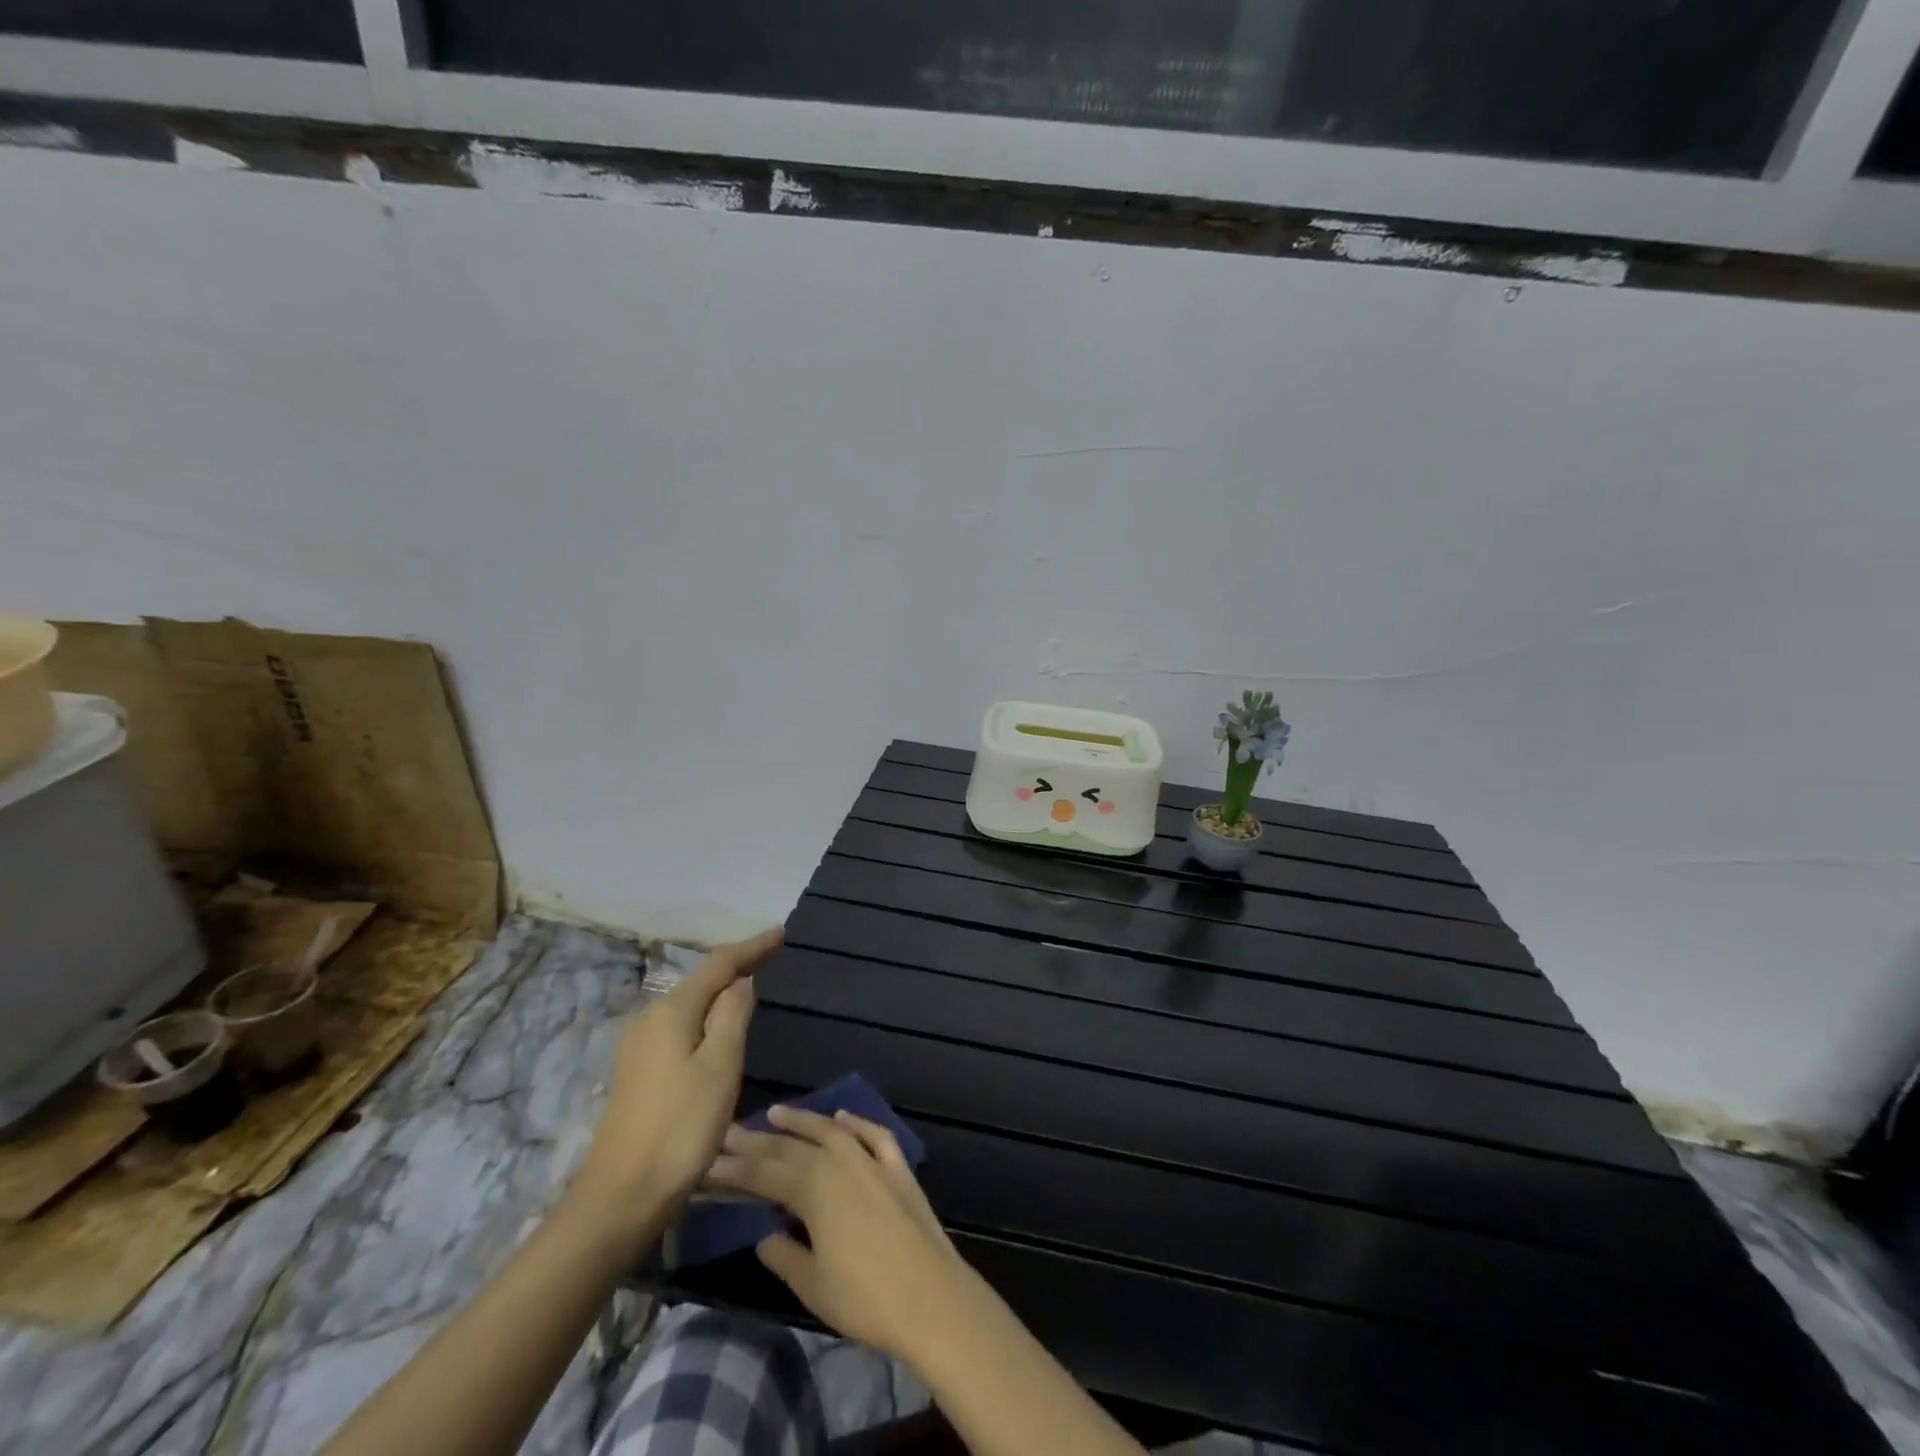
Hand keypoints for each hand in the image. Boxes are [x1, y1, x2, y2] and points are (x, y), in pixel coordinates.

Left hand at [568, 928, 783, 1248]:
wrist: (621, 1197)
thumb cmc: (681, 1127)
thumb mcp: (720, 1066)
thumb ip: (733, 1015)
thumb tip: (741, 981)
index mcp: (671, 1011)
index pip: (719, 964)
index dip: (752, 947)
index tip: (781, 933)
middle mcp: (650, 1019)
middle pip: (701, 980)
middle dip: (736, 965)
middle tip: (770, 954)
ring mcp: (639, 1047)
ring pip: (690, 1004)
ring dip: (721, 991)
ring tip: (750, 982)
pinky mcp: (638, 1072)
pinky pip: (681, 1026)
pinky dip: (706, 1016)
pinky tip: (718, 1026)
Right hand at [707, 1104, 979, 1364]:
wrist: (930, 1296)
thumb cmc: (864, 1298)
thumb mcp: (812, 1284)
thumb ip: (784, 1255)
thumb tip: (765, 1236)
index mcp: (814, 1189)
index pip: (764, 1173)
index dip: (734, 1168)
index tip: (707, 1160)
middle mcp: (840, 1163)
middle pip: (792, 1147)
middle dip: (758, 1140)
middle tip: (730, 1131)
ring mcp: (872, 1161)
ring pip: (831, 1131)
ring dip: (803, 1120)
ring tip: (776, 1112)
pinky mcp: (898, 1168)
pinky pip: (874, 1135)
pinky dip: (857, 1123)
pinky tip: (843, 1117)